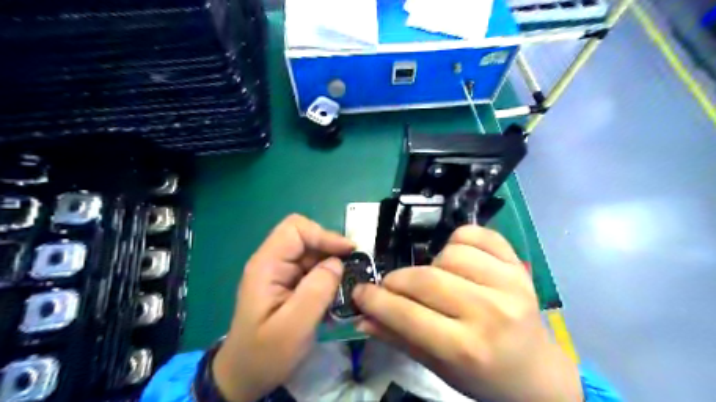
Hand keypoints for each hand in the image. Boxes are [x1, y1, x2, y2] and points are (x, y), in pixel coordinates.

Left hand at [214, 215, 356, 401]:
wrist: (245, 377)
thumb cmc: (265, 355)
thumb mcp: (293, 327)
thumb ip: (316, 292)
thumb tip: (337, 263)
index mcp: (266, 266)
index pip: (295, 229)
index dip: (323, 235)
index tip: (348, 252)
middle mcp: (272, 263)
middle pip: (306, 238)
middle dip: (331, 250)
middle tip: (353, 269)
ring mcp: (280, 274)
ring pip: (313, 254)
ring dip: (332, 265)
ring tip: (347, 285)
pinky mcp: (288, 285)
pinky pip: (313, 270)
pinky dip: (328, 278)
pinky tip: (336, 295)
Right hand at [352, 226, 580, 401]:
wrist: (537, 373)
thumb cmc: (484, 377)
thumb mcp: (438, 367)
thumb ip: (399, 338)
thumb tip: (362, 317)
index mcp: (467, 348)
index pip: (408, 314)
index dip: (376, 300)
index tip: (360, 292)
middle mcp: (490, 313)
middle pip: (426, 278)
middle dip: (397, 280)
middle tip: (391, 287)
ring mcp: (509, 284)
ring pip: (450, 253)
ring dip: (431, 264)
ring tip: (436, 280)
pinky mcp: (519, 266)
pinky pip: (478, 235)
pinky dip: (459, 241)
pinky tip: (457, 259)